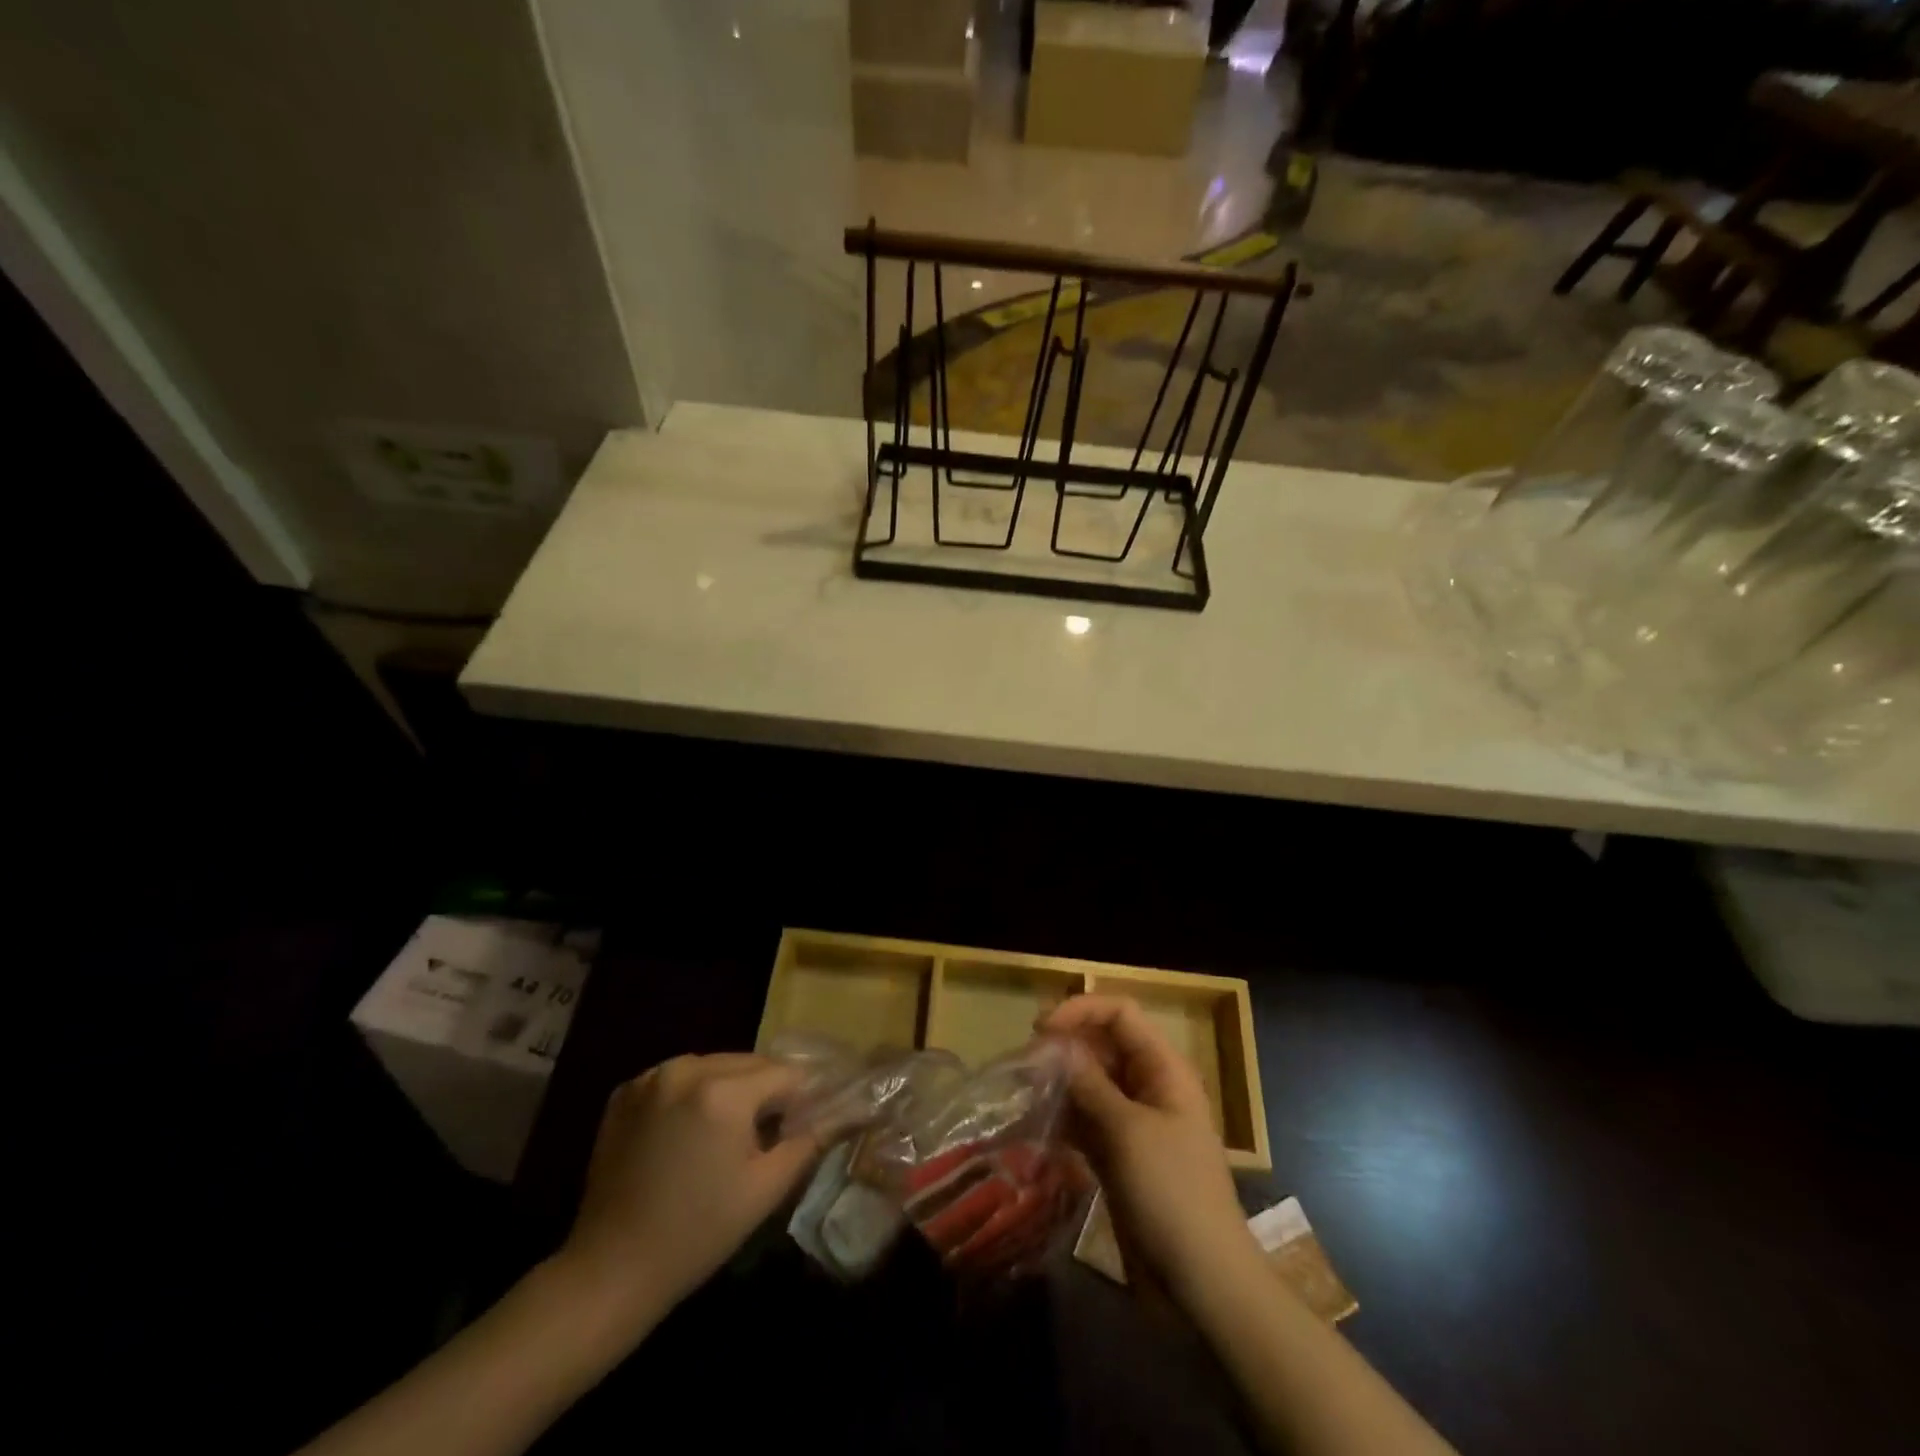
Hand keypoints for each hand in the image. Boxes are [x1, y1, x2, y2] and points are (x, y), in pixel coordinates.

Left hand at [559, 1054, 819, 1317]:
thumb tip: (843, 1112)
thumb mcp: (765, 1188)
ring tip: (728, 1133)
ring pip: (714, 1066)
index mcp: (723, 1091)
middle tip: (770, 1132)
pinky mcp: (626, 1092)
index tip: (803, 1124)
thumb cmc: (698, 1232)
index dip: (801, 1098)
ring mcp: (651, 1077)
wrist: (611, 1270)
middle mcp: (686, 1069)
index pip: (785, 1073)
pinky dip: (693, 1093)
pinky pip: (678, 1077)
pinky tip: (689, 1131)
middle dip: (765, 1091)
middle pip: (749, 1063)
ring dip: (730, 1088)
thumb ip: (809, 1141)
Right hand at [1040, 996, 1261, 1300]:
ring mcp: (1133, 1121)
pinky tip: (1035, 1122)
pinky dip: (1062, 1116)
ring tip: (1023, 1091)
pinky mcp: (1118, 1154)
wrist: (1202, 1282)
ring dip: (1058, 1082)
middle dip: (1063, 1046)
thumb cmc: (1173, 1193)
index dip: (1081, 1010)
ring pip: (1089, 1082)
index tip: (1040, 1029)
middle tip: (1024, 1063)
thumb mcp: (1129, 1132)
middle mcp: (1148, 1085)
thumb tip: (1057, 1048)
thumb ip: (1089, 1084)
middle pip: (1102, 1044)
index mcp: (1163, 1068)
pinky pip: (1085, 1119)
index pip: (1120, 1014)